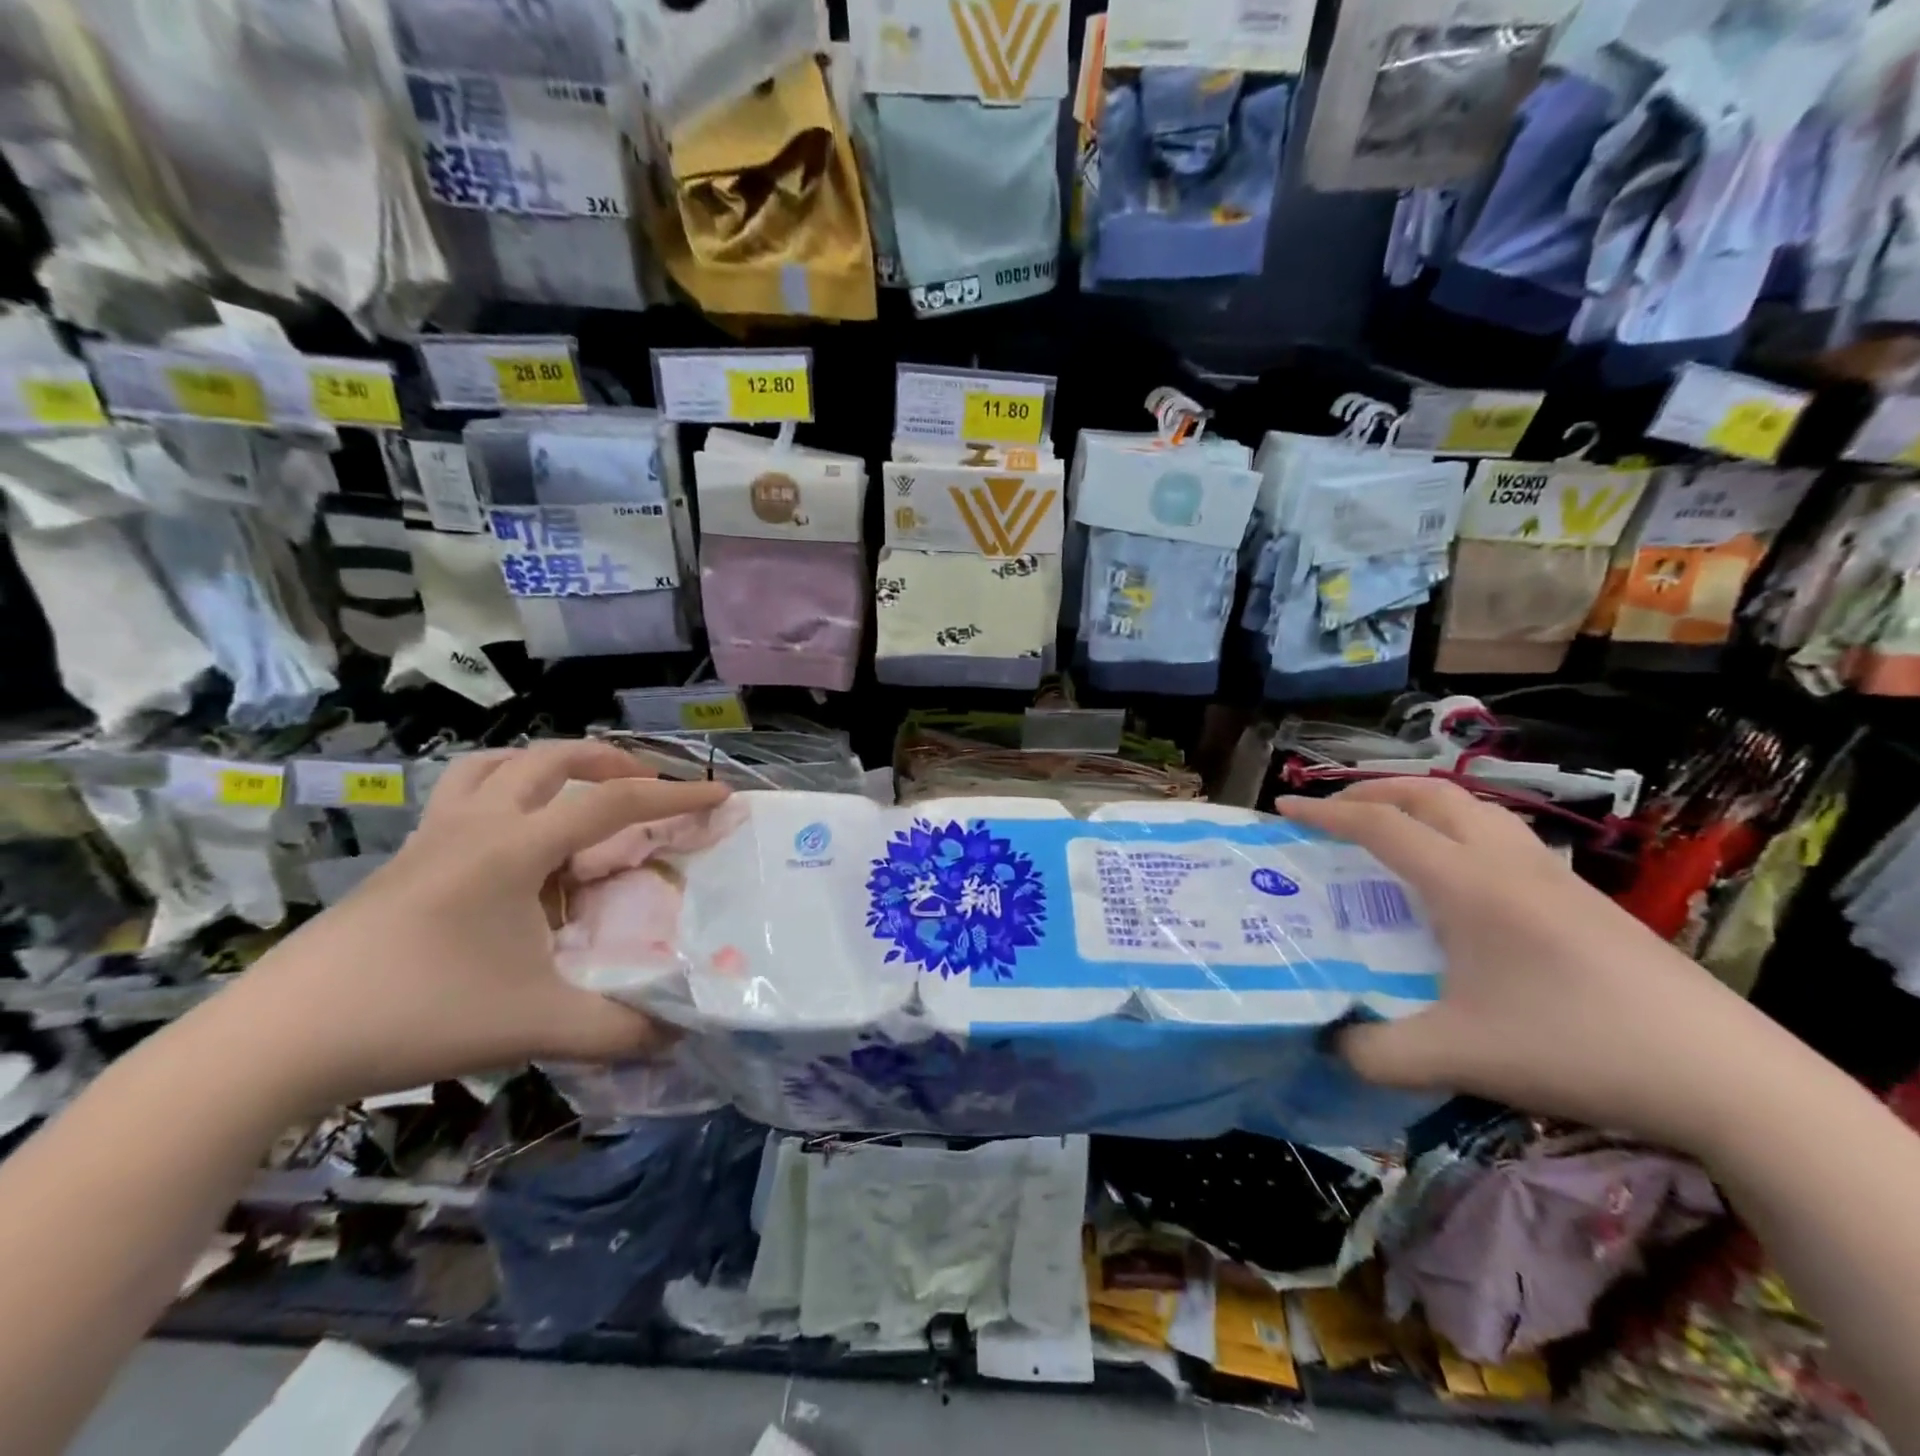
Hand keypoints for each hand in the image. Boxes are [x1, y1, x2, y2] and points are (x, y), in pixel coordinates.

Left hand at [202, 742, 730, 1115]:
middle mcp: (475, 826)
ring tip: (577, 793)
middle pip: (551, 759)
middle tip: (647, 784)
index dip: (675, 797)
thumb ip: (618, 1029)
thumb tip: (681, 1033)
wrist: (275, 1042)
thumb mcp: (535, 1025)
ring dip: (547, 766)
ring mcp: (430, 839)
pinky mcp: (401, 863)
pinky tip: (510, 843)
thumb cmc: (417, 1014)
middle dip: (611, 761)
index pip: (613, 803)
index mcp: (514, 847)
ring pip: (494, 766)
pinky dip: (502, 794)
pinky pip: (462, 798)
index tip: (720, 797)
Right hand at [1279, 779, 1782, 1151]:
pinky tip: (1465, 879)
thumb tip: (1329, 1043)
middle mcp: (1507, 863)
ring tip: (1394, 831)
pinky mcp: (1587, 901)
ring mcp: (1554, 877)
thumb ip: (1376, 1053)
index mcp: (1467, 884)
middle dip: (1373, 792)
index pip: (1381, 825)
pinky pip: (1506, 837)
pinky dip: (1463, 830)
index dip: (1325, 812)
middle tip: (1336, 812)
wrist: (1726, 1076)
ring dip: (1423, 805)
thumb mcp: (1458, 1057)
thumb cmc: (1575, 1046)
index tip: (1284, 808)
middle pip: (1431, 795)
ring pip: (1476, 809)